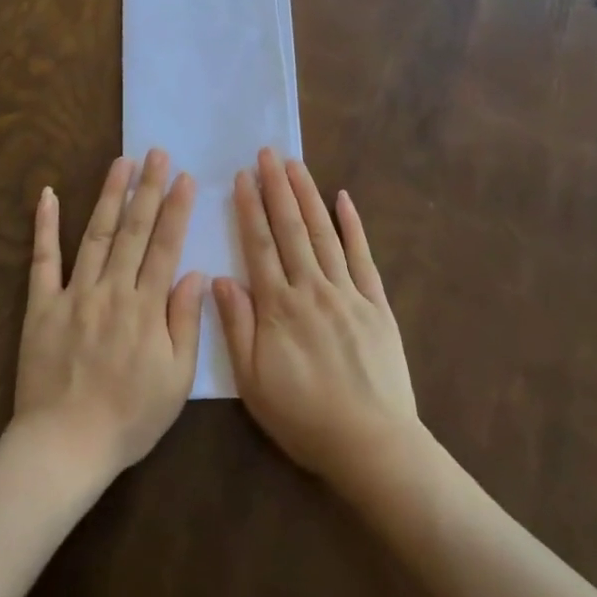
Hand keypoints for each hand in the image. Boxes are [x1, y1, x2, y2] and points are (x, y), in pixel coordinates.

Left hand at [13, 150, 203, 481]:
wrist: (65, 446)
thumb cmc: (130, 417)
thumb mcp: (176, 379)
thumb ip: (186, 323)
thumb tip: (195, 274)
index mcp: (146, 308)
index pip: (165, 247)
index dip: (175, 210)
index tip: (183, 177)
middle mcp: (111, 290)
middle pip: (133, 231)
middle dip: (147, 189)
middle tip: (155, 153)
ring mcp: (73, 294)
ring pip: (95, 235)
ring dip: (109, 195)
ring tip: (121, 162)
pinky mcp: (41, 306)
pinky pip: (42, 260)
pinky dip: (45, 226)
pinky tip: (49, 195)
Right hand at [214, 149, 417, 488]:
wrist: (372, 443)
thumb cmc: (304, 417)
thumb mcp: (254, 382)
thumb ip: (237, 327)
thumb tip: (219, 278)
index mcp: (279, 307)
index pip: (260, 246)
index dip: (249, 209)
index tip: (242, 177)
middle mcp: (312, 289)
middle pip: (291, 229)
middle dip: (277, 188)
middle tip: (267, 154)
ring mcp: (348, 292)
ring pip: (324, 233)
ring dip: (308, 196)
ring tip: (296, 164)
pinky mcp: (376, 304)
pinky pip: (363, 256)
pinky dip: (353, 225)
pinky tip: (344, 199)